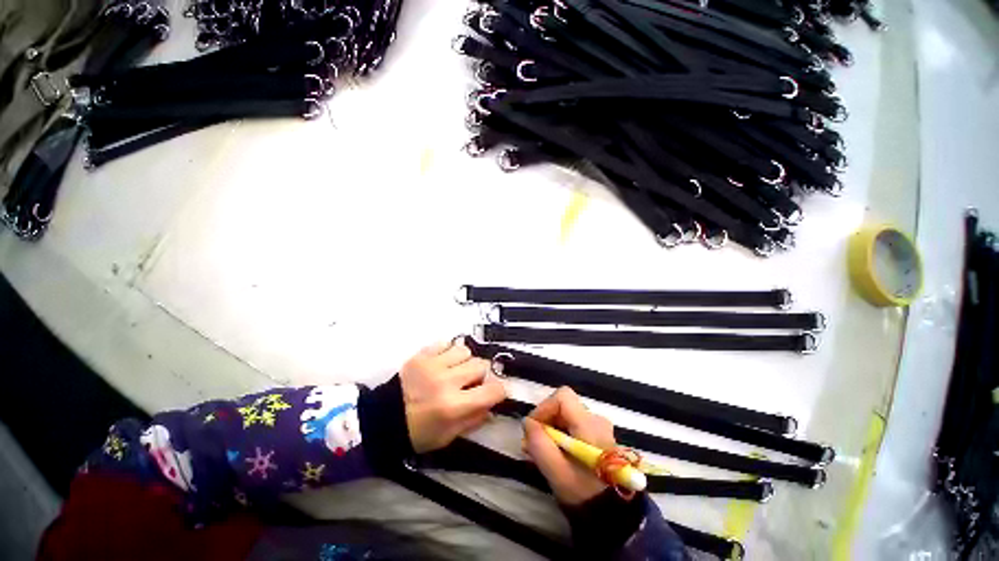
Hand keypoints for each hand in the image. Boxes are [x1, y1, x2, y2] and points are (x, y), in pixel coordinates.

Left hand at [400, 340, 506, 453]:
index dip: (499, 391)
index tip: (494, 393)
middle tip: (469, 383)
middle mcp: (447, 381)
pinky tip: (442, 362)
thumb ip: (473, 420)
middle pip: (481, 365)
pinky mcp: (422, 355)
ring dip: (464, 361)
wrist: (381, 419)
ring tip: (455, 371)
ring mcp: (433, 365)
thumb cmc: (417, 433)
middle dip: (480, 375)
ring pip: (465, 351)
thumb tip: (492, 408)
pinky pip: (445, 343)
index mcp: (454, 406)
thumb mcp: (448, 437)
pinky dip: (448, 352)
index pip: (493, 390)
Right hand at [523, 387, 614, 505]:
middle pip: (563, 406)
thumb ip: (539, 444)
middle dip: (545, 420)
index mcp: (589, 424)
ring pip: (567, 416)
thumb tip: (527, 422)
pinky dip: (560, 435)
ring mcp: (599, 428)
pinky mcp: (598, 437)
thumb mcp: (556, 471)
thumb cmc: (584, 493)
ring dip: (550, 429)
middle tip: (532, 442)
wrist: (613, 516)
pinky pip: (574, 426)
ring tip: (540, 450)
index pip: (563, 396)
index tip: (533, 427)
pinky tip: (553, 453)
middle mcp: (596, 419)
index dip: (544, 407)